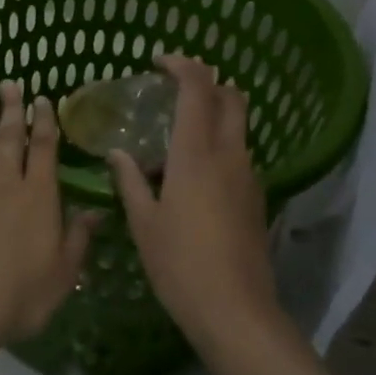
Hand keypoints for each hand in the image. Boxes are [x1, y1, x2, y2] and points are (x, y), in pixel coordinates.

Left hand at [0, 81, 97, 350]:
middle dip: (11, 108)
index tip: (42, 98)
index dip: (45, 122)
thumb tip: (97, 210)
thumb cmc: (22, 293)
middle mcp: (7, 185)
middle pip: (10, 138)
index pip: (44, 149)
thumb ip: (79, 238)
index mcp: (39, 197)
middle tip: (8, 81)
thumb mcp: (63, 272)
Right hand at [108, 56, 278, 351]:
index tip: (159, 62)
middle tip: (174, 90)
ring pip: (238, 127)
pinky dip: (218, 147)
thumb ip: (130, 181)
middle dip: (207, 82)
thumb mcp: (144, 222)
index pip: (198, 88)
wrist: (236, 312)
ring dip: (213, 117)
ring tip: (174, 140)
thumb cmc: (180, 264)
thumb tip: (119, 154)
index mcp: (197, 153)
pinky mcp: (256, 199)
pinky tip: (191, 178)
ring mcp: (249, 177)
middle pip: (232, 97)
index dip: (182, 65)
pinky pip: (238, 156)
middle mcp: (229, 155)